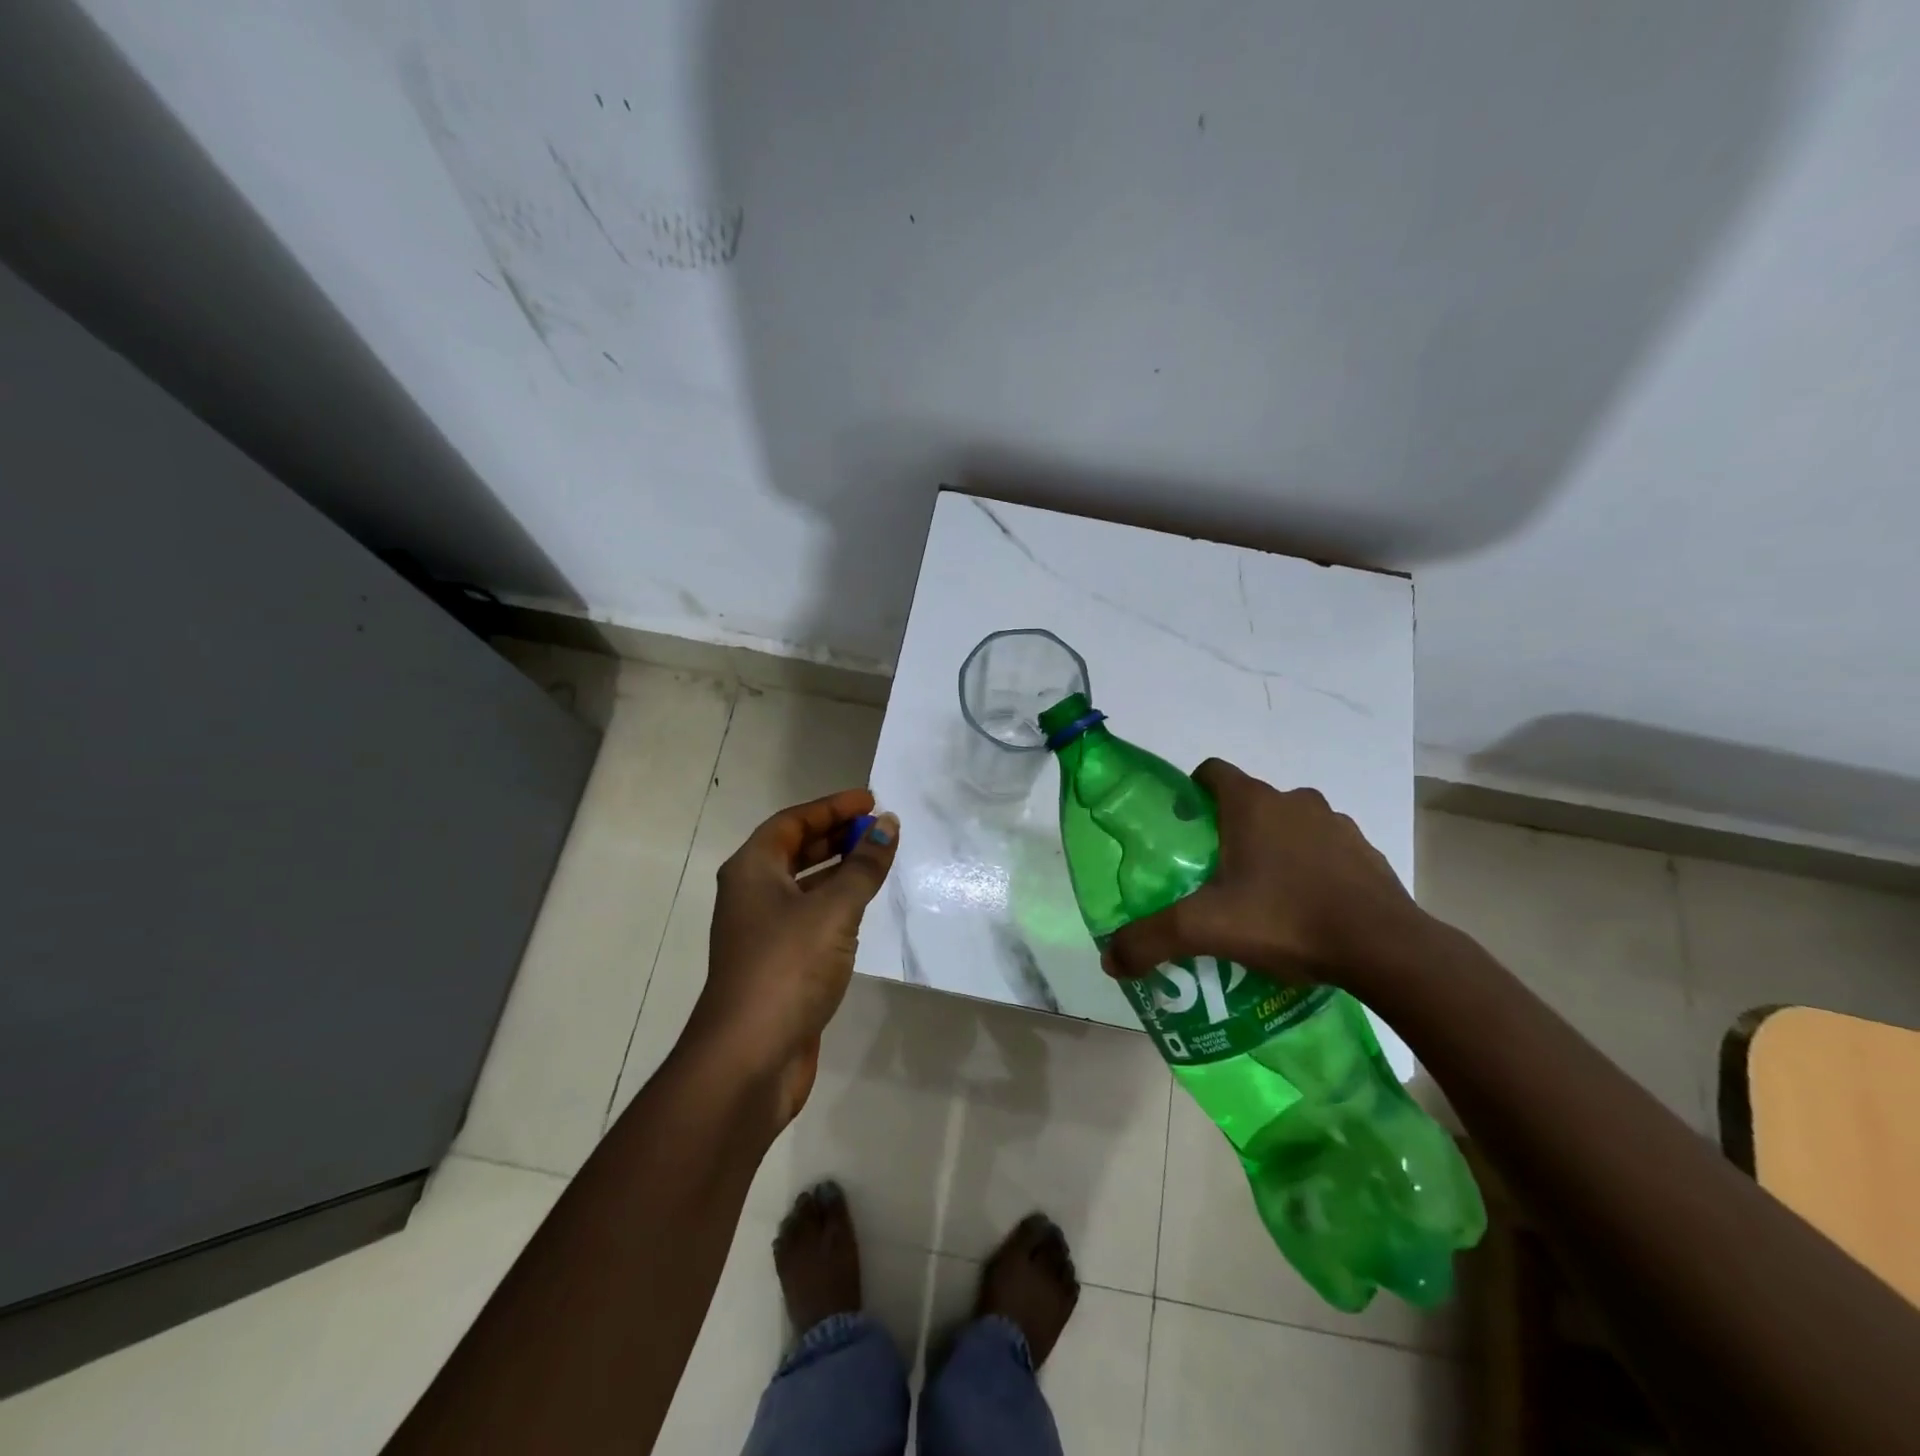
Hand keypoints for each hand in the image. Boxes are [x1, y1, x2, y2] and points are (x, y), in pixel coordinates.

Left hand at [690, 788, 898, 1124]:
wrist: (749, 1058)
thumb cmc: (788, 967)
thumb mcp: (834, 909)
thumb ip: (864, 866)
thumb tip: (888, 825)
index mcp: (752, 870)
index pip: (793, 821)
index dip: (832, 807)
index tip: (871, 801)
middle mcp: (752, 894)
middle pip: (795, 849)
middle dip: (837, 835)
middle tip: (879, 828)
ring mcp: (763, 931)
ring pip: (804, 885)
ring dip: (838, 869)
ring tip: (879, 860)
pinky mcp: (778, 963)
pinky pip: (810, 917)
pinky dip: (836, 904)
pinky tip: (864, 908)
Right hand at [1103, 759, 1422, 990]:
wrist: (1386, 949)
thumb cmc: (1287, 918)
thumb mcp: (1206, 930)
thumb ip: (1150, 940)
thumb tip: (1109, 960)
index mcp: (1252, 804)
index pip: (1210, 772)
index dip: (1190, 793)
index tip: (1182, 830)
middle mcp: (1294, 801)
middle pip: (1248, 802)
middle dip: (1228, 831)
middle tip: (1213, 876)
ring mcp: (1336, 825)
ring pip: (1289, 825)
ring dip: (1273, 849)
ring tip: (1261, 898)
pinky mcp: (1365, 853)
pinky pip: (1325, 850)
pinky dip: (1310, 869)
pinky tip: (1305, 911)